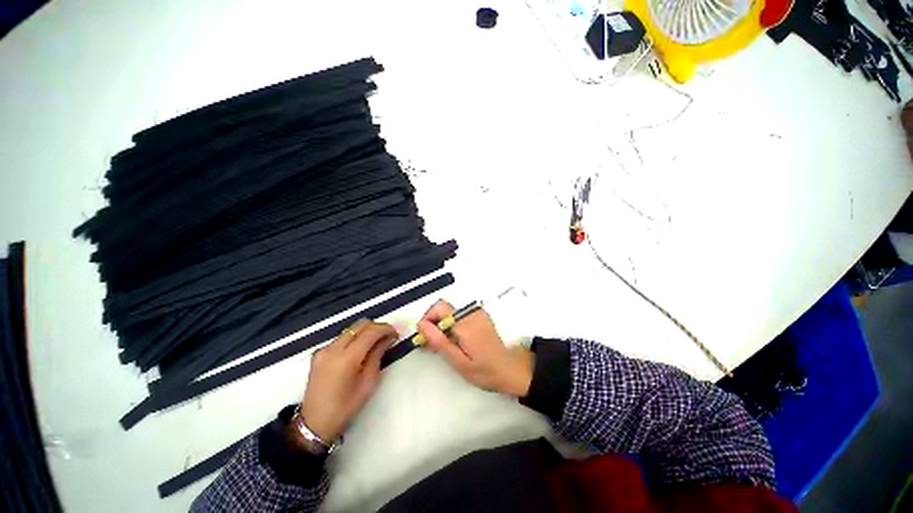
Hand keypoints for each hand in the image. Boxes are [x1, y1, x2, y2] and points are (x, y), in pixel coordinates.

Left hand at [298, 320, 396, 443]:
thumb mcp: (368, 382)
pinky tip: (360, 350)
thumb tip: (388, 338)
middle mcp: (333, 348)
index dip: (385, 329)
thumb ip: (377, 355)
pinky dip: (354, 338)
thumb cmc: (345, 407)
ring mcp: (324, 349)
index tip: (395, 333)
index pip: (370, 331)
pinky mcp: (319, 353)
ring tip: (376, 343)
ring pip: (351, 329)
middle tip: (388, 336)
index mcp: (346, 358)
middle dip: (377, 327)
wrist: (314, 423)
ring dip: (366, 332)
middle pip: (360, 325)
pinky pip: (342, 338)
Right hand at [418, 300, 533, 396]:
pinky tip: (454, 341)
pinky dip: (452, 325)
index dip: (427, 319)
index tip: (425, 337)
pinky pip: (459, 315)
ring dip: (442, 325)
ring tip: (443, 346)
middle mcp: (472, 312)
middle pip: (443, 309)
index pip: (439, 307)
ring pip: (450, 312)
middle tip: (431, 345)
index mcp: (466, 323)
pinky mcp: (480, 316)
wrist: (509, 369)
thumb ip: (439, 341)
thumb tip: (421, 324)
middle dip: (433, 323)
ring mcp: (477, 313)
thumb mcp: (458, 361)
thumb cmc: (484, 370)